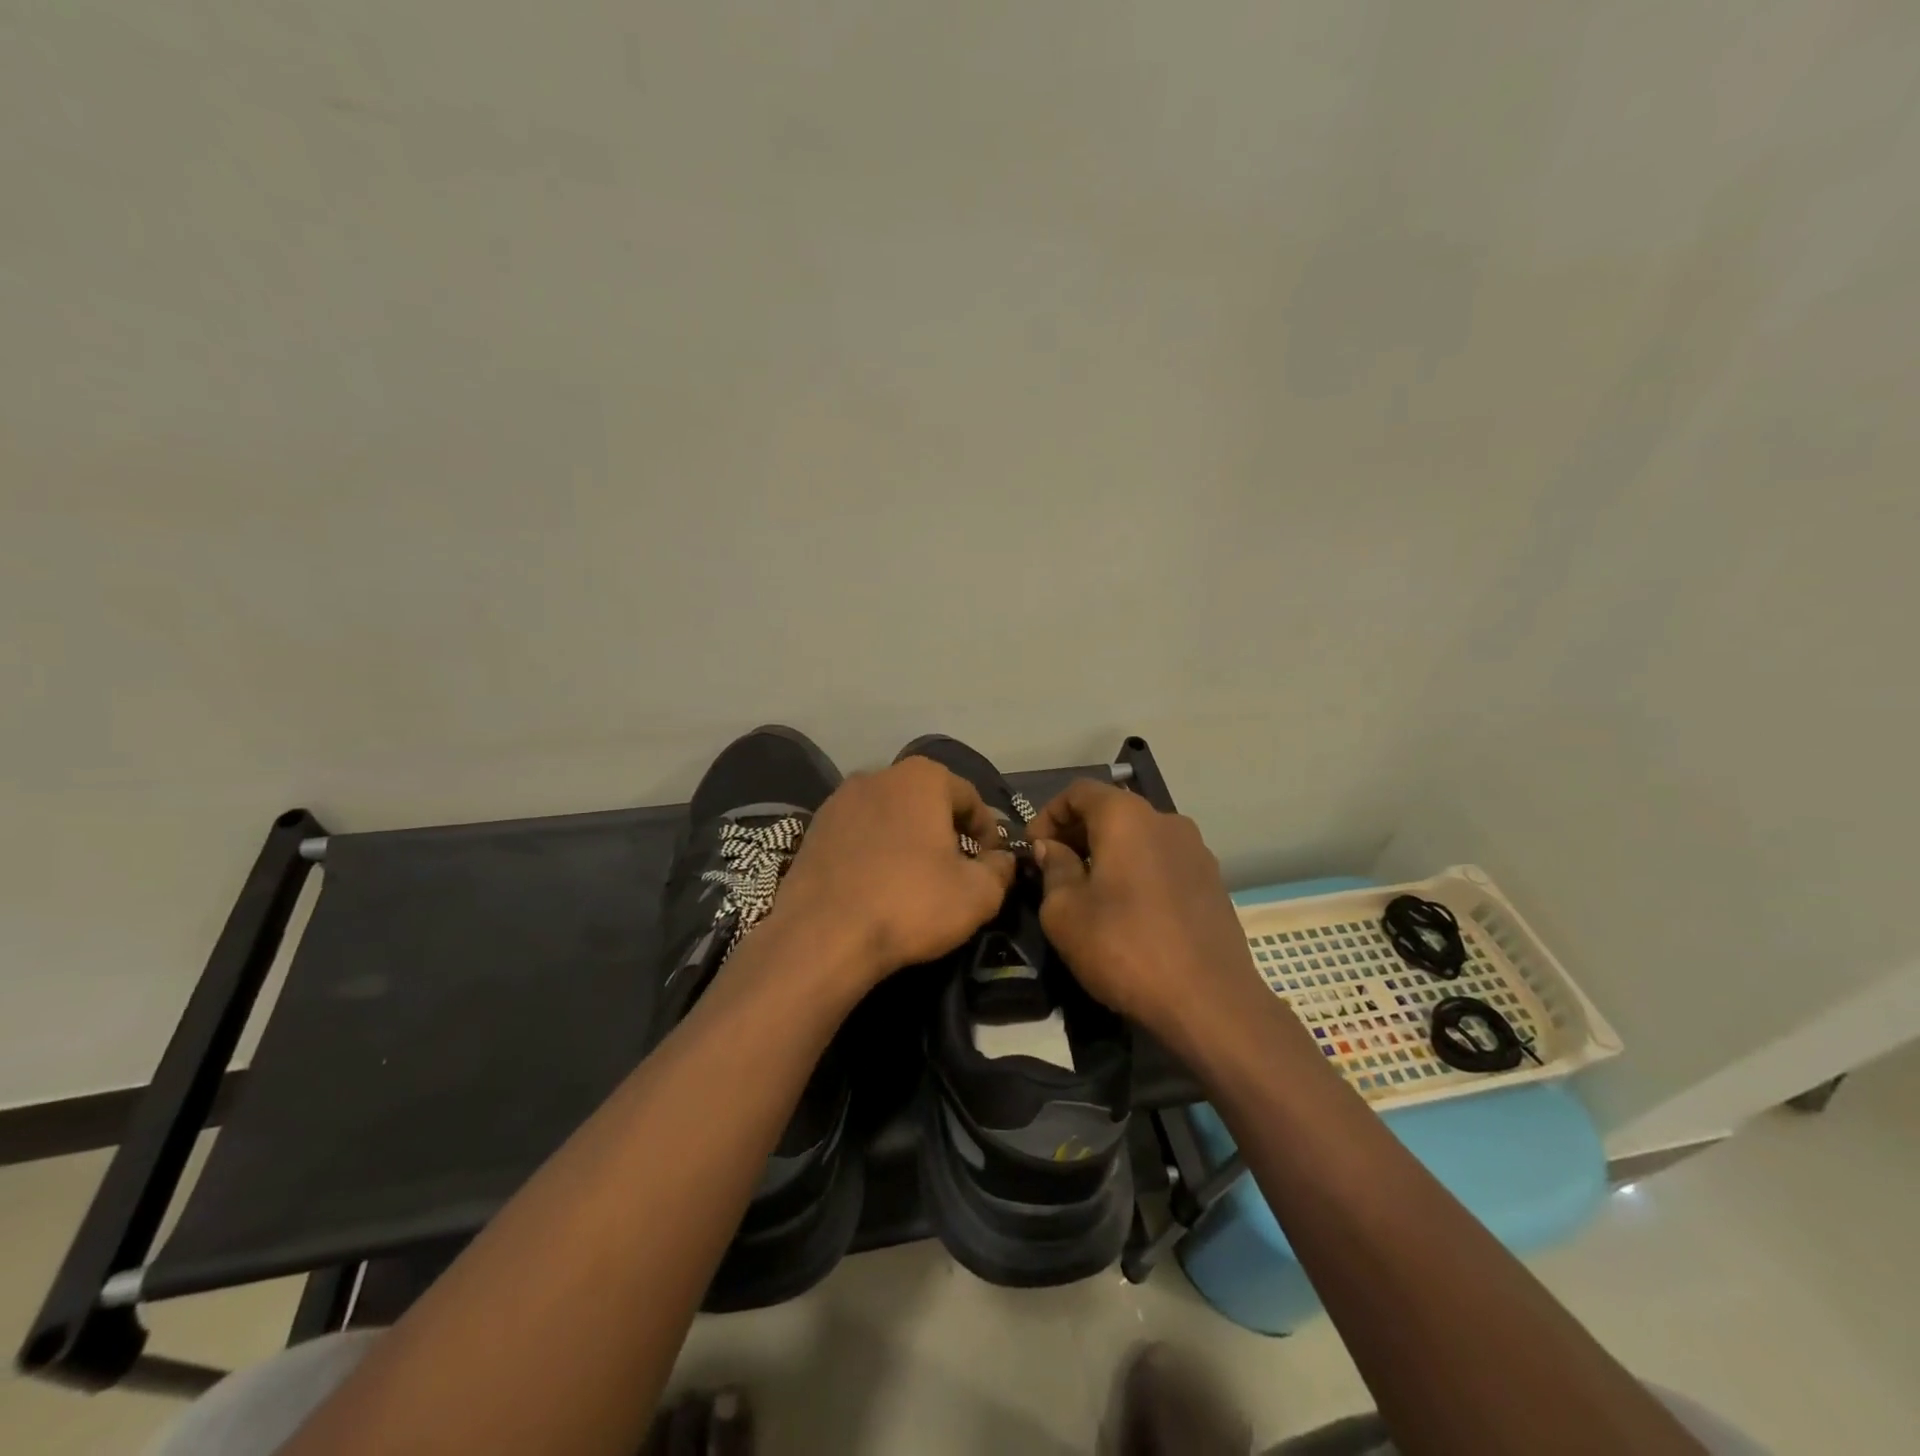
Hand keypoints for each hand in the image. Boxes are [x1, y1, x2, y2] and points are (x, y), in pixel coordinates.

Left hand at [769, 757, 1015, 991]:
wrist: (822, 936)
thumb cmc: (910, 904)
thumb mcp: (977, 894)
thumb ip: (1000, 870)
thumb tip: (1003, 860)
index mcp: (922, 778)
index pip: (970, 798)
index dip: (988, 832)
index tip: (992, 863)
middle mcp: (879, 775)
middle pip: (927, 800)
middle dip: (946, 830)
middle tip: (957, 869)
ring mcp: (840, 800)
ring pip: (890, 814)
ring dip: (908, 838)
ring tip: (916, 877)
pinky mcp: (813, 828)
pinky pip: (859, 833)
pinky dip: (875, 850)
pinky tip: (878, 883)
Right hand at [1026, 780, 1260, 1035]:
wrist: (1209, 1002)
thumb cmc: (1124, 948)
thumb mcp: (1065, 912)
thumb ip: (1053, 869)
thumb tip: (1052, 848)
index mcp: (1127, 817)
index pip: (1079, 791)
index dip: (1048, 815)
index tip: (1033, 849)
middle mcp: (1166, 820)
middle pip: (1112, 810)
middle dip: (1077, 833)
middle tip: (1053, 870)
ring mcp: (1196, 850)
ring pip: (1139, 836)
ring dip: (1108, 853)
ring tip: (1089, 891)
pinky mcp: (1212, 881)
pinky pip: (1162, 860)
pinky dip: (1137, 870)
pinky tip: (1127, 909)